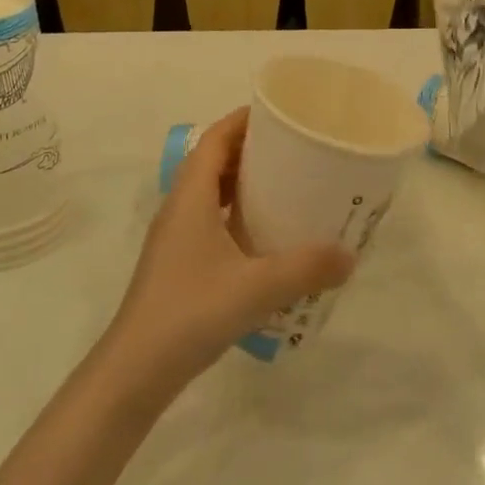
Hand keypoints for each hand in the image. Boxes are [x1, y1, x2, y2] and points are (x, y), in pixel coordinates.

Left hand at [101, 108, 354, 400]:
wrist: (135, 371)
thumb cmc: (191, 312)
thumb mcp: (257, 288)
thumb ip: (306, 268)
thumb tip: (349, 256)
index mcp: (190, 196)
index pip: (214, 139)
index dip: (242, 120)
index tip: (279, 114)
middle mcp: (179, 208)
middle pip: (212, 160)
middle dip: (249, 149)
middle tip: (292, 150)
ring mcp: (174, 237)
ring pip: (209, 192)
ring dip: (241, 182)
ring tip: (283, 186)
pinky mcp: (177, 263)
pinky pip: (208, 220)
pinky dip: (234, 214)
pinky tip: (262, 237)